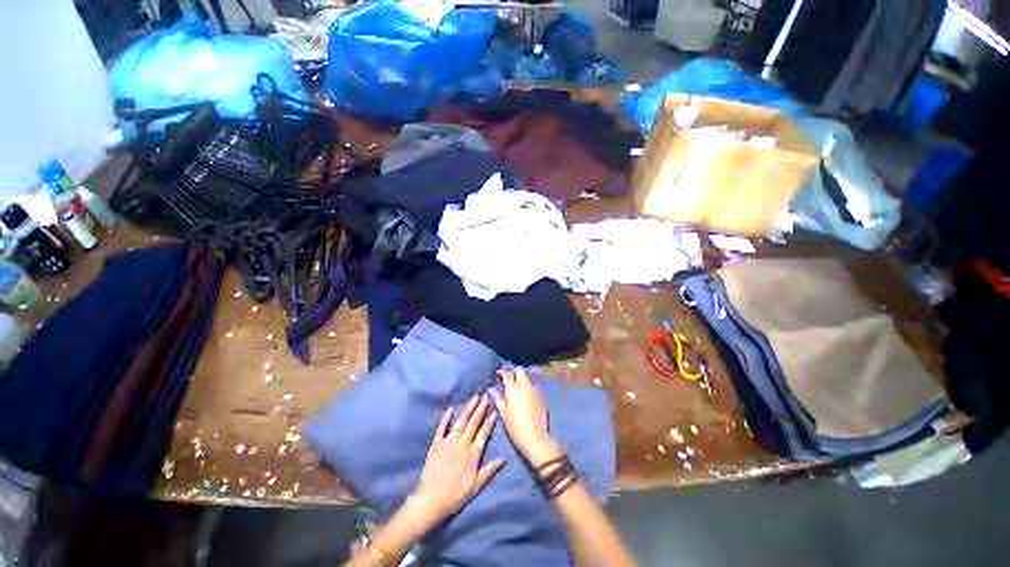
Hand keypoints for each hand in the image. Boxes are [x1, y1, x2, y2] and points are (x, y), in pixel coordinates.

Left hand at [409, 395, 504, 528]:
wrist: (430, 501)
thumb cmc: (455, 496)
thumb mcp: (476, 487)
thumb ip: (489, 471)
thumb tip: (504, 459)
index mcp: (472, 454)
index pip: (483, 434)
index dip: (489, 422)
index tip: (494, 411)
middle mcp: (461, 444)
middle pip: (473, 423)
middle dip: (481, 409)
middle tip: (486, 397)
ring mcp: (448, 443)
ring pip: (460, 422)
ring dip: (468, 409)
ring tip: (475, 398)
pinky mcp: (436, 444)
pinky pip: (442, 428)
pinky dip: (446, 418)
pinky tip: (450, 409)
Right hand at [490, 370, 562, 466]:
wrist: (536, 438)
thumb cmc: (515, 427)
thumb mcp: (503, 413)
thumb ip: (498, 398)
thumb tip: (491, 389)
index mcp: (514, 389)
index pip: (507, 374)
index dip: (501, 373)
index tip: (497, 375)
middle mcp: (525, 386)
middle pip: (519, 371)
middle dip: (513, 373)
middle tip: (507, 381)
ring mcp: (535, 390)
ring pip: (527, 377)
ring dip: (521, 379)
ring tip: (516, 388)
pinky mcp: (541, 396)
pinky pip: (533, 386)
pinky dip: (527, 386)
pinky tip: (524, 395)